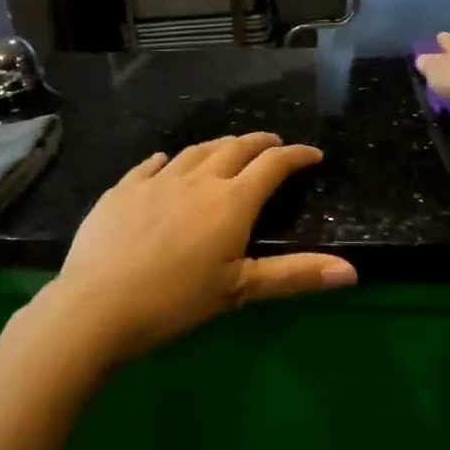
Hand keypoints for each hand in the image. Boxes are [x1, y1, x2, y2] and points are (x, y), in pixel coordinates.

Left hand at [38, 133, 356, 366]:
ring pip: (195, 150)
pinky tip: (167, 163)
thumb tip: (352, 271)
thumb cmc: (176, 301)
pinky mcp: (123, 189)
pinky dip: (169, 160)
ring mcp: (156, 180)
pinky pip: (151, 164)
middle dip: (259, 143)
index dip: (296, 156)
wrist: (97, 306)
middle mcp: (198, 179)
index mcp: (231, 201)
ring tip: (228, 149)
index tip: (312, 154)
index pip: (272, 165)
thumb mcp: (240, 290)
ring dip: (218, 147)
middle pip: (235, 148)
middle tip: (273, 145)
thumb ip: (295, 275)